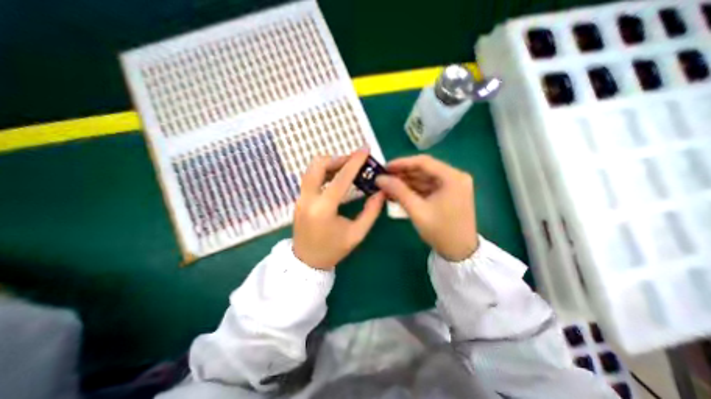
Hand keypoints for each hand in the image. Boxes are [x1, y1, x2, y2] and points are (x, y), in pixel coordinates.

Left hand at [291, 150, 386, 270]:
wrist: (306, 261)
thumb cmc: (333, 250)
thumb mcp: (357, 234)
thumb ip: (371, 211)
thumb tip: (381, 191)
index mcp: (323, 209)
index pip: (340, 179)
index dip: (354, 162)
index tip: (364, 150)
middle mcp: (308, 199)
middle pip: (318, 165)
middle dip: (338, 158)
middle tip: (353, 161)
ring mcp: (300, 198)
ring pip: (311, 169)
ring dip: (330, 164)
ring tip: (346, 168)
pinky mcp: (299, 199)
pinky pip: (310, 177)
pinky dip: (323, 172)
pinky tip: (335, 178)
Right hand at [378, 154, 477, 260]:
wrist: (459, 252)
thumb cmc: (440, 231)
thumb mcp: (417, 210)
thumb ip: (398, 191)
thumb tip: (380, 178)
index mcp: (453, 178)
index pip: (424, 162)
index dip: (402, 163)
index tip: (385, 167)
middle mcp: (455, 177)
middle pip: (424, 169)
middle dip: (402, 173)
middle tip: (384, 177)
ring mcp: (452, 185)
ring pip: (424, 178)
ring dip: (406, 182)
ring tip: (388, 185)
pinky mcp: (448, 193)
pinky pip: (427, 186)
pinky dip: (413, 189)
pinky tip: (398, 192)